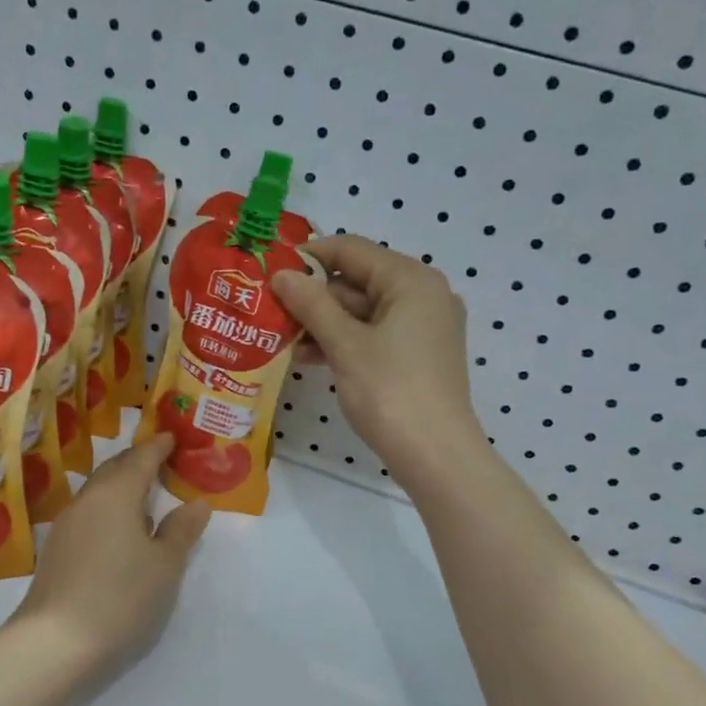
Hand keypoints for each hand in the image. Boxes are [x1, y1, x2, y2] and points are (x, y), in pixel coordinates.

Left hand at [11, 434, 211, 678]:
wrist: (54, 642)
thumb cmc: (121, 596)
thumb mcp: (165, 565)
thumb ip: (181, 530)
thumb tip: (196, 503)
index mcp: (116, 494)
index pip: (141, 458)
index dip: (159, 446)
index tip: (173, 437)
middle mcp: (87, 500)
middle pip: (114, 469)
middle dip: (137, 461)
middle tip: (161, 460)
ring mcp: (66, 525)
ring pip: (98, 491)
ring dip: (121, 486)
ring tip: (145, 494)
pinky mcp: (56, 550)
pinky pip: (89, 513)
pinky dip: (108, 508)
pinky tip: (120, 529)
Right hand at [272, 235, 481, 484]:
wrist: (435, 454)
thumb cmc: (390, 391)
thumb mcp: (345, 344)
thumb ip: (311, 304)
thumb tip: (281, 274)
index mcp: (411, 280)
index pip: (352, 250)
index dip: (309, 257)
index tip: (270, 271)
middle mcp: (423, 295)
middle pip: (358, 280)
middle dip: (313, 296)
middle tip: (270, 309)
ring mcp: (423, 327)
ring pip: (363, 311)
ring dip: (323, 322)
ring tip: (282, 338)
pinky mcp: (418, 355)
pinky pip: (374, 335)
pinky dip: (343, 341)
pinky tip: (308, 357)